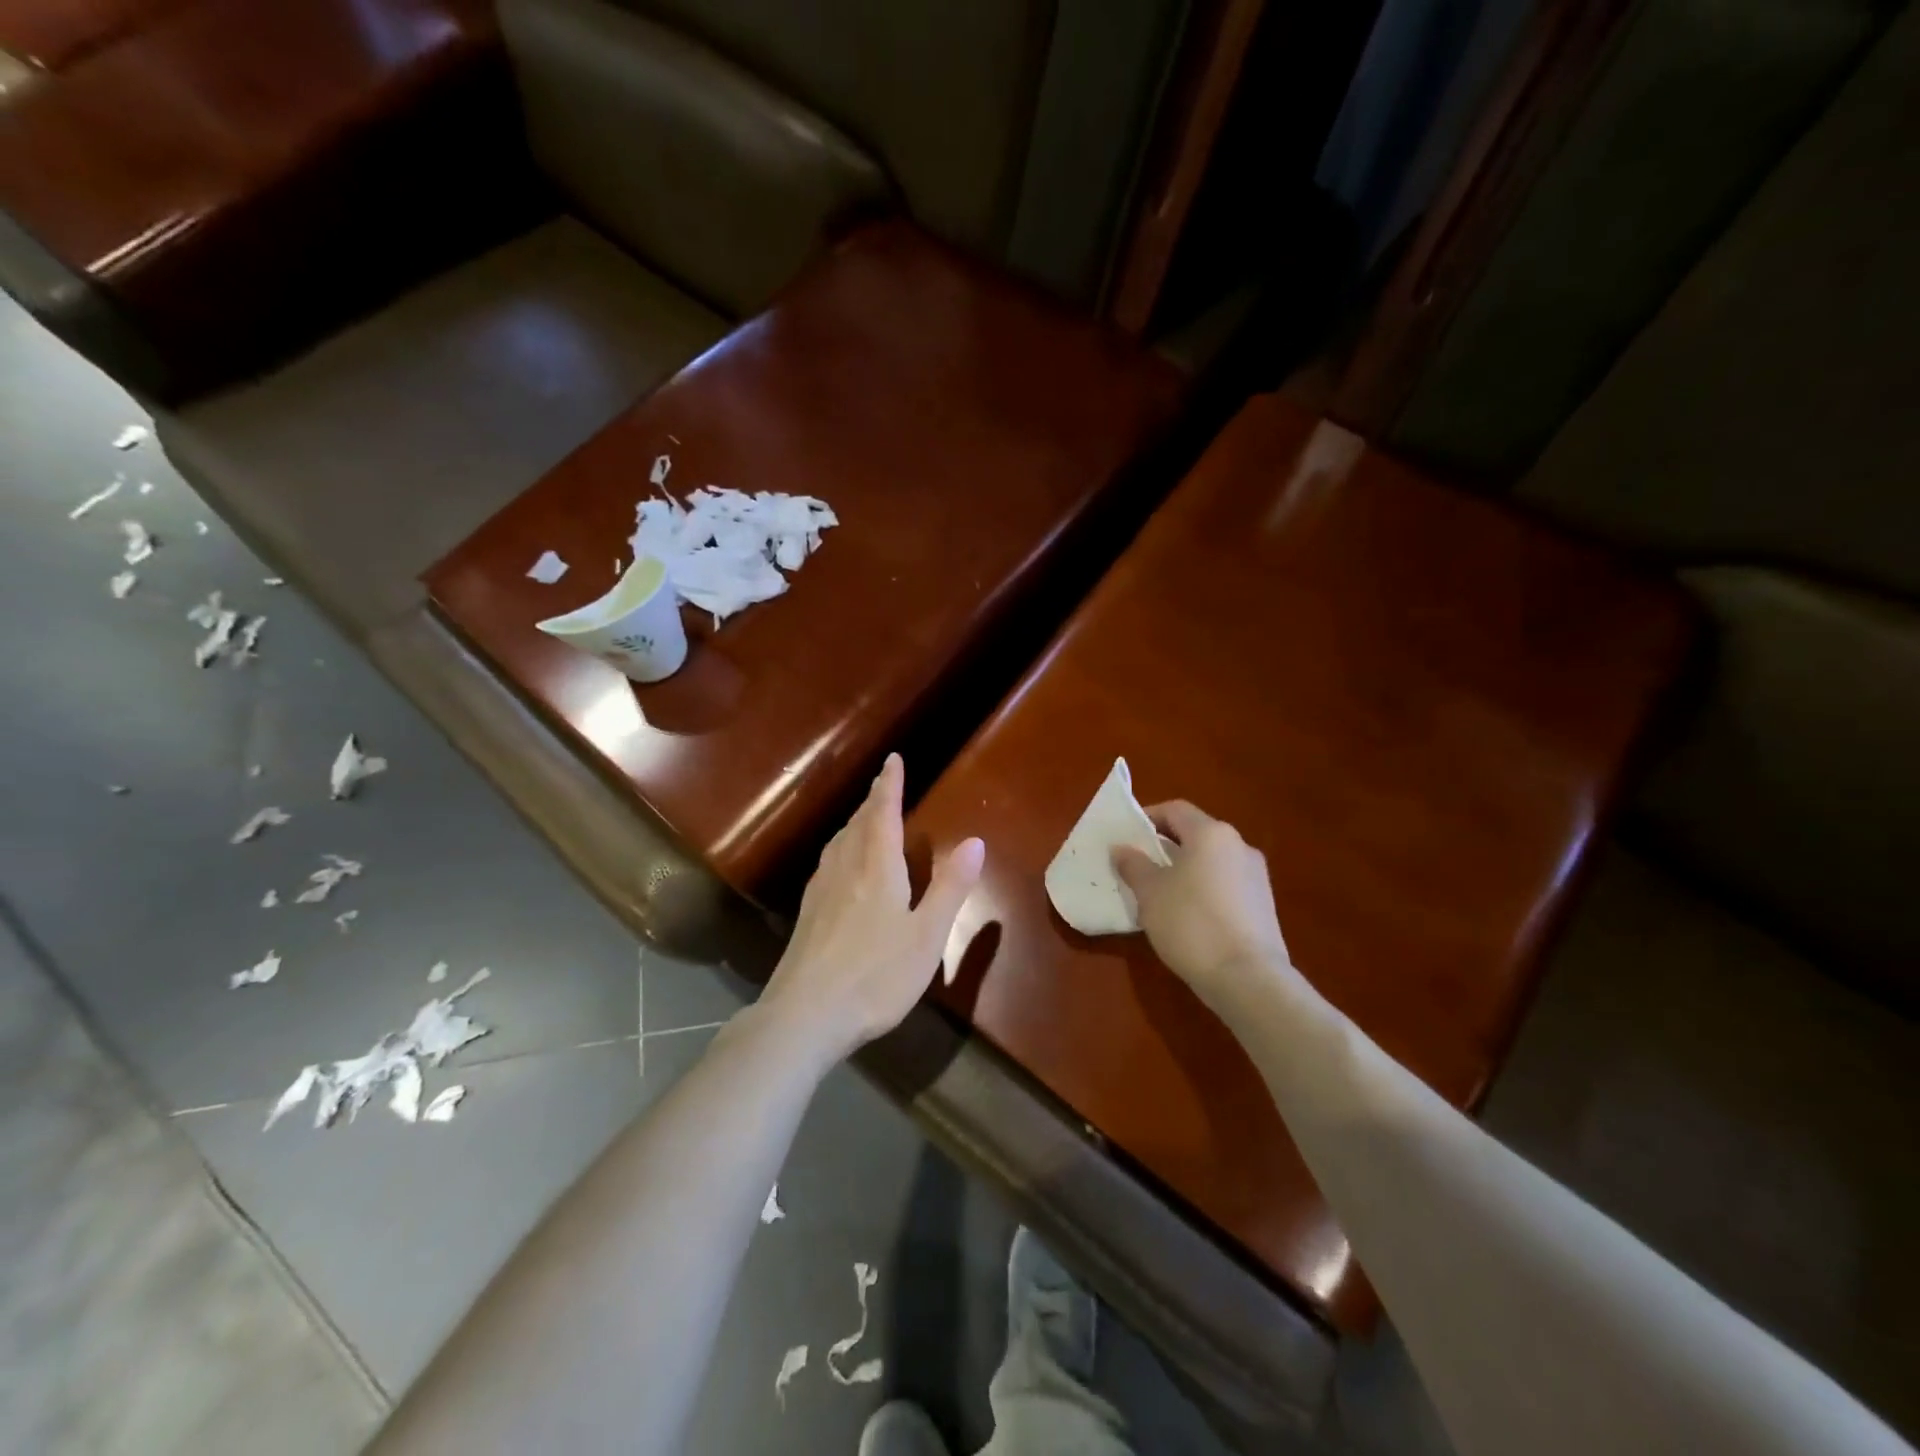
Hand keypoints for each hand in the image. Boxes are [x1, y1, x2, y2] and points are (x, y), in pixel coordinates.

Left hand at [760, 754, 984, 1061]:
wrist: (805, 1015)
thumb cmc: (875, 976)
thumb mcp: (927, 936)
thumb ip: (950, 888)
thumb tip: (974, 841)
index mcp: (876, 868)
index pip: (883, 813)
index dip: (889, 785)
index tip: (893, 759)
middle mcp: (844, 869)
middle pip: (858, 824)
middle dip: (873, 801)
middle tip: (884, 786)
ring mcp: (820, 891)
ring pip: (839, 842)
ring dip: (855, 823)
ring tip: (865, 818)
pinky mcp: (807, 914)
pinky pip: (828, 863)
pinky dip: (842, 848)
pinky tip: (841, 867)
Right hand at [1113, 801, 1294, 1010]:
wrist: (1247, 978)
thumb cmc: (1191, 923)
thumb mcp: (1150, 893)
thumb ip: (1133, 865)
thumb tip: (1122, 848)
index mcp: (1212, 834)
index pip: (1175, 810)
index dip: (1147, 818)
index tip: (1126, 838)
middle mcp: (1239, 846)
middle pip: (1195, 835)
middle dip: (1164, 847)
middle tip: (1137, 867)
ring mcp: (1256, 877)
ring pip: (1210, 862)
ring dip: (1184, 871)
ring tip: (1158, 896)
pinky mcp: (1263, 906)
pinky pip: (1224, 886)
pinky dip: (1203, 891)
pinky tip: (1186, 918)